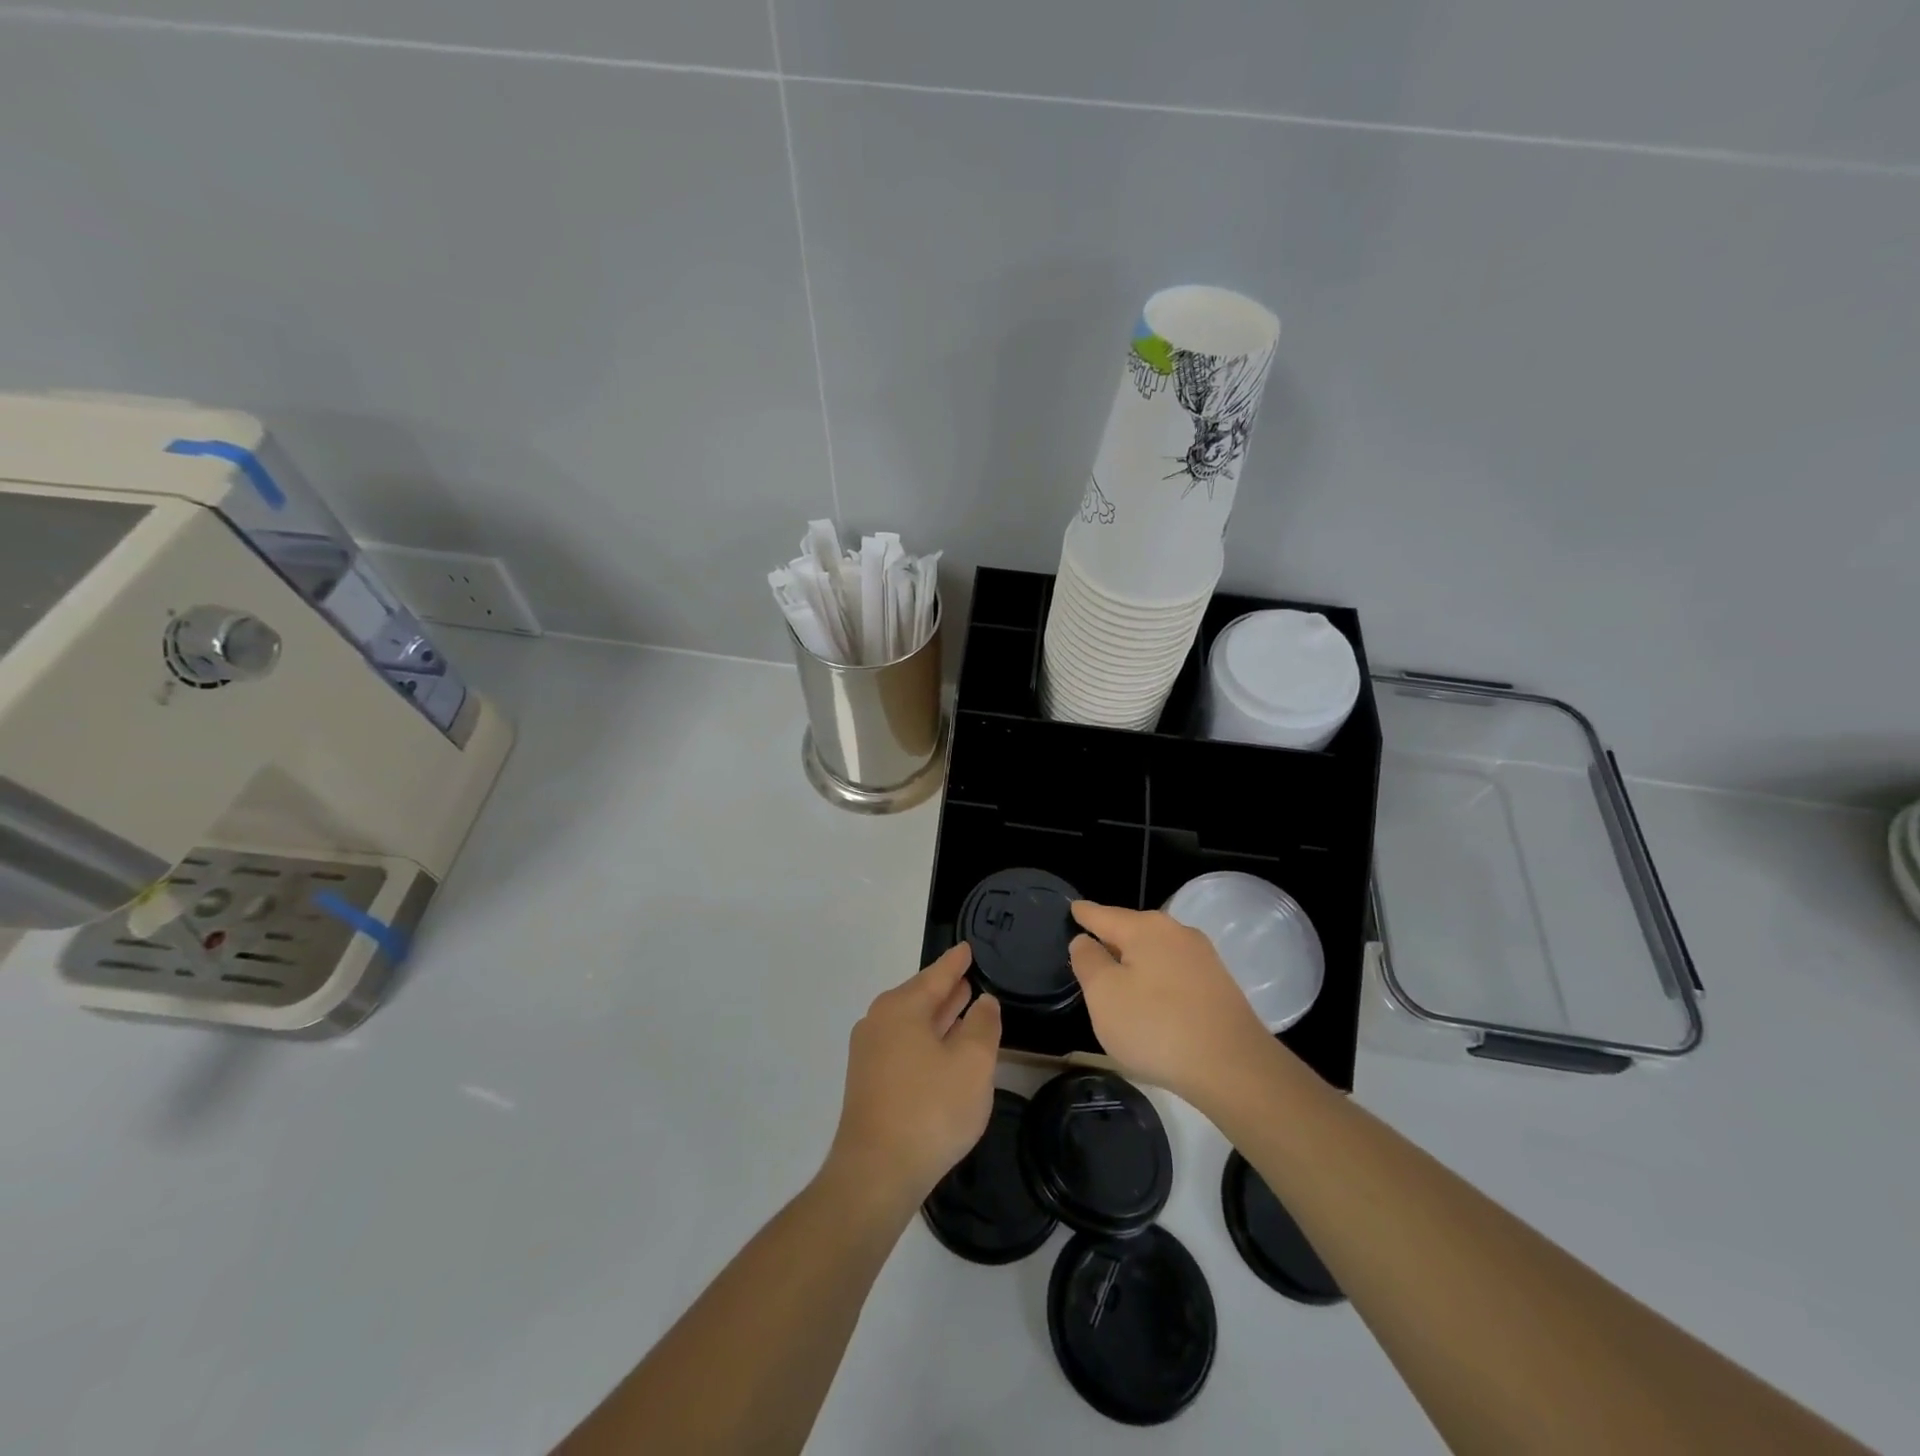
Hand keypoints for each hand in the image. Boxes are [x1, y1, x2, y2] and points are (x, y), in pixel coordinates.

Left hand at [825, 943, 1001, 1217]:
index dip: (955, 963)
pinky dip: (926, 1041)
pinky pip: (903, 1046)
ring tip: (962, 1009)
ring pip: (911, 1024)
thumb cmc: (930, 1109)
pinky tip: (942, 1053)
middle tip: (968, 979)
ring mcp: (869, 1054)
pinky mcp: (868, 1083)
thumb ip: (983, 1025)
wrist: (876, 1173)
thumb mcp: (972, 1064)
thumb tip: (983, 1002)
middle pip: (919, 997)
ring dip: (937, 1017)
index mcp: (901, 1008)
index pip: (936, 975)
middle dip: (945, 990)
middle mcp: (879, 1022)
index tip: (967, 948)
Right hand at [1069, 901, 1275, 1104]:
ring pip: (1155, 951)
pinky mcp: (1219, 984)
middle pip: (1132, 930)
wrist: (1233, 1067)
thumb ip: (1088, 962)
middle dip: (1111, 939)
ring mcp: (1202, 957)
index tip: (1073, 909)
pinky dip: (1157, 979)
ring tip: (1118, 979)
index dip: (1083, 914)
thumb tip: (1085, 941)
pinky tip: (1153, 1000)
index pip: (1102, 914)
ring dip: (1136, 962)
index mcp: (1144, 928)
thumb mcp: (1104, 995)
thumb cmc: (1156, 1026)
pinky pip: (1175, 972)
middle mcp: (1176, 932)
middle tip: (1089, 952)